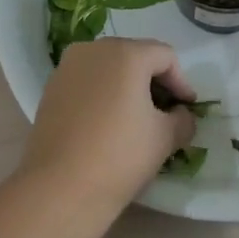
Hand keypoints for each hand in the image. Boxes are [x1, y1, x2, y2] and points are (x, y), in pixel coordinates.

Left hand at [19, 38, 198, 203]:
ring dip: (127, 86)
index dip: (181, 82)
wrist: (59, 187)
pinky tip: (108, 123)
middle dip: (153, 81)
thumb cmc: (120, 155)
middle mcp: (94, 50)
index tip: (187, 108)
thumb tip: (179, 114)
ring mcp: (67, 68)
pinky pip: (87, 82)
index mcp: (126, 54)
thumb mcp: (165, 138)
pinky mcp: (51, 89)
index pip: (165, 57)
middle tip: (165, 110)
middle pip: (135, 56)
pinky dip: (103, 94)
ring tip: (136, 117)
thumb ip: (183, 119)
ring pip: (108, 68)